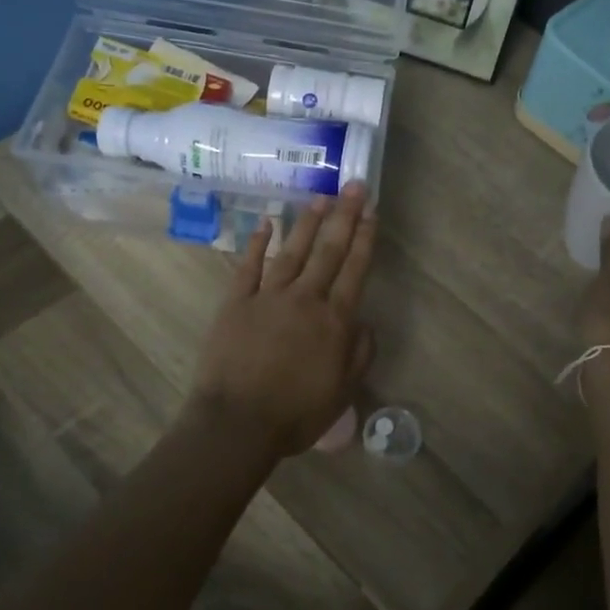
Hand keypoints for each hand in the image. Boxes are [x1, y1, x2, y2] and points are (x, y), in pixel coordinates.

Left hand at [190, 185, 377, 456]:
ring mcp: (268, 297)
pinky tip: (267, 223)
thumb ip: (359, 354)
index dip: (365, 238)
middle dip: (344, 216)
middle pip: (328, 250)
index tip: (372, 211)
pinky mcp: (236, 302)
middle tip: (354, 186)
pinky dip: (258, 243)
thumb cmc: (295, 414)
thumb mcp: (342, 391)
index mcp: (334, 321)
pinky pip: (249, 266)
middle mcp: (305, 299)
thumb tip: (365, 323)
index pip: (354, 270)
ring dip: (308, 222)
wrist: (237, 423)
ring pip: (292, 251)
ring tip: (321, 197)